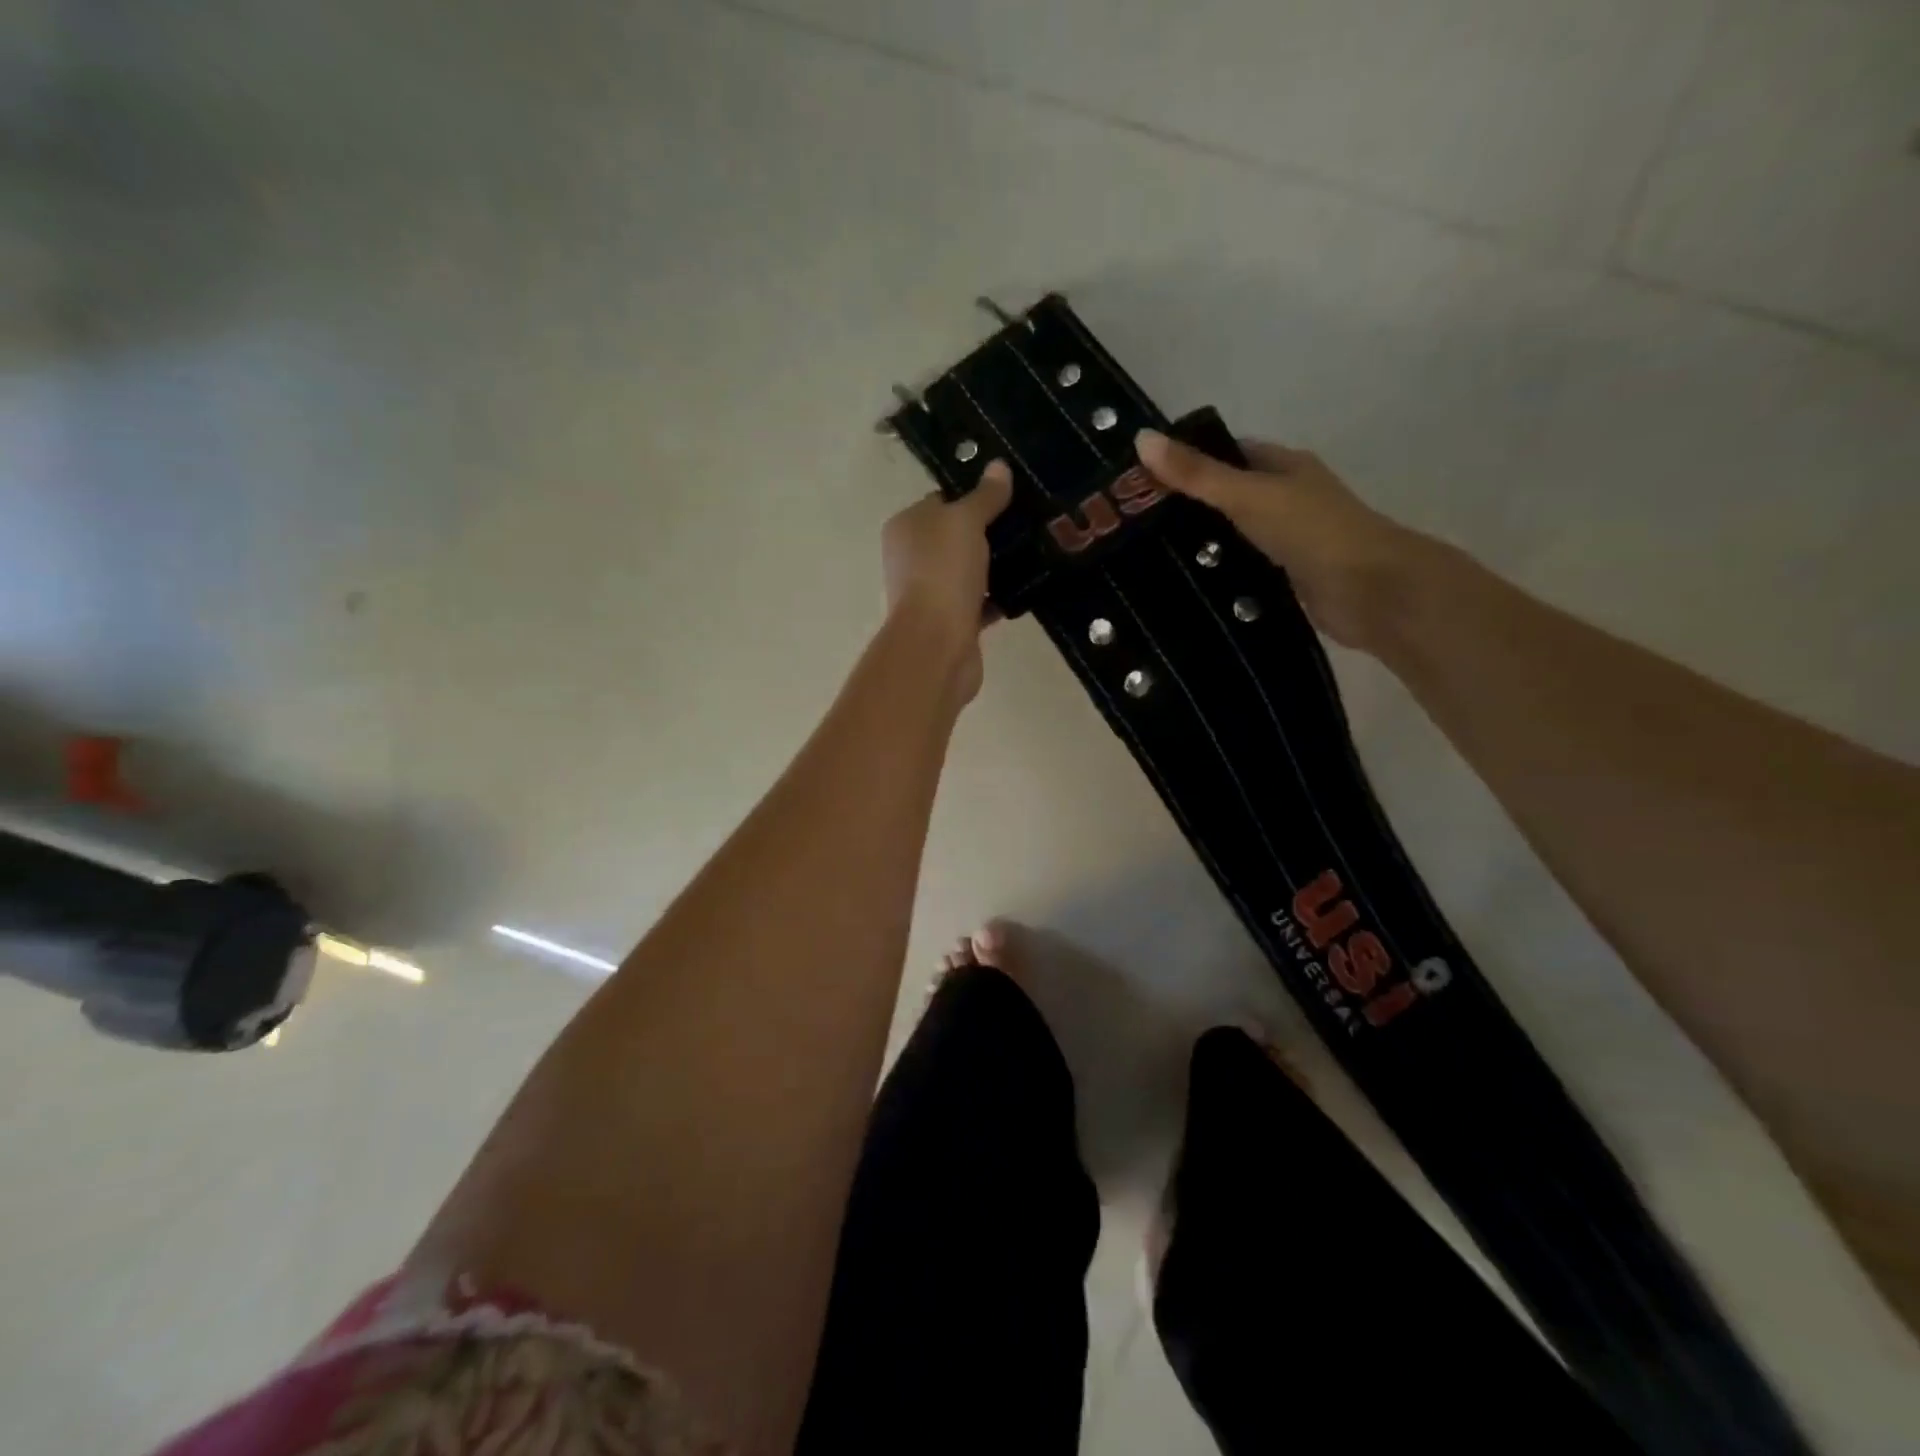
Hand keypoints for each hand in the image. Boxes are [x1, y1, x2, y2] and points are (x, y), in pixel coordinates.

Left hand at [880, 461, 1013, 701]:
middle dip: (990, 532)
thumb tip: (999, 466)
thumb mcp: (965, 521)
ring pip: (970, 571)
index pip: (941, 501)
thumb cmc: (942, 572)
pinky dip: (999, 598)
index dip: (973, 496)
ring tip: (1036, 551)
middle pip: (956, 537)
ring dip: (997, 566)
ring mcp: (931, 593)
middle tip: (1029, 522)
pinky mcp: (952, 622)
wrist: (937, 644)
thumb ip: (984, 496)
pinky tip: (1029, 588)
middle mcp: (912, 558)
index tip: (1010, 495)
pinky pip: (980, 602)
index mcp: (906, 527)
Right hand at [1134, 429, 1431, 651]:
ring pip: (1232, 537)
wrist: (1370, 592)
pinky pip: (1241, 570)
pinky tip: (1182, 587)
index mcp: (1284, 467)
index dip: (1188, 460)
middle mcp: (1287, 499)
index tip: (1141, 480)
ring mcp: (1287, 541)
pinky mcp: (1285, 579)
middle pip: (1227, 497)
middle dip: (1186, 508)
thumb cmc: (1312, 531)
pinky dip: (1217, 576)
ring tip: (1145, 557)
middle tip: (1134, 525)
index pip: (1228, 454)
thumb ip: (1197, 474)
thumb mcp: (1248, 495)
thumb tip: (1141, 439)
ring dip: (1200, 546)